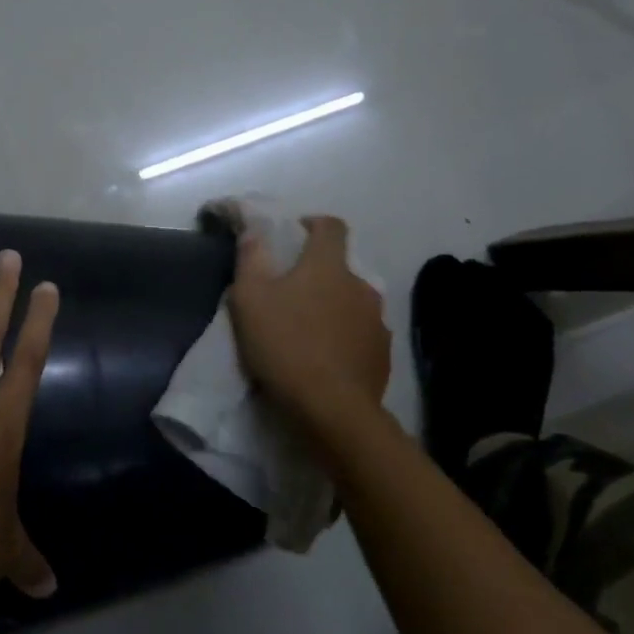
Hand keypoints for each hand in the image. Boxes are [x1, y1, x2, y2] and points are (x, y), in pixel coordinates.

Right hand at [228, 215, 389, 431]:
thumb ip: (250, 258)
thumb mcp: (250, 299)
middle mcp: (360, 285)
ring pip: (353, 302)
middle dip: (319, 274)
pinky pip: (362, 334)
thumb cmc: (286, 345)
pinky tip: (328, 358)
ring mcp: (377, 320)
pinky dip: (346, 338)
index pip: (330, 226)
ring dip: (334, 307)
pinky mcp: (383, 354)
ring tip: (310, 330)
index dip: (313, 225)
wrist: (332, 408)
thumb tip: (254, 229)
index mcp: (328, 265)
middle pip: (341, 267)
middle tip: (291, 294)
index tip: (294, 237)